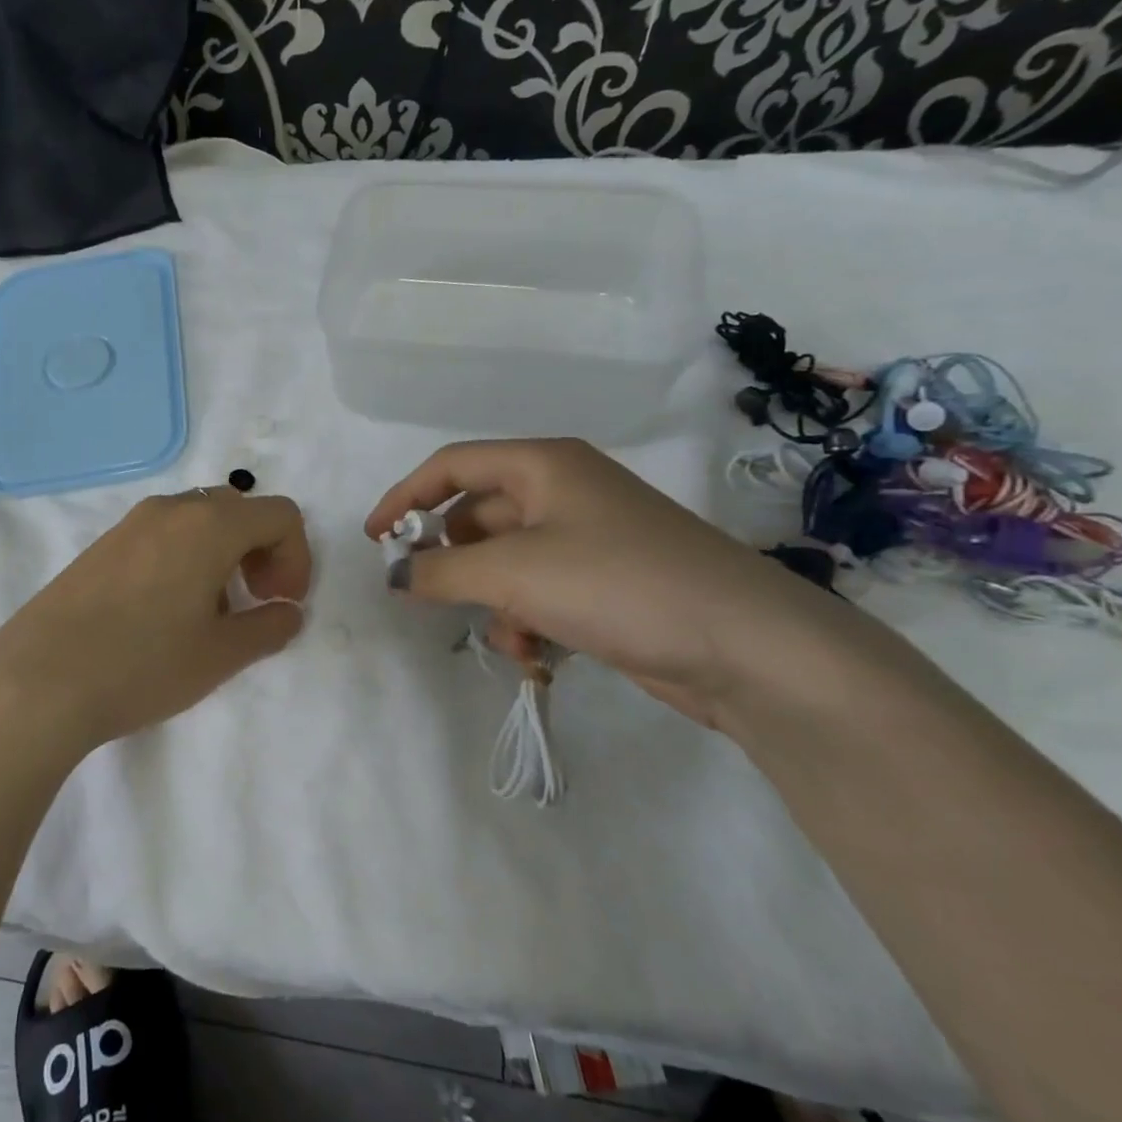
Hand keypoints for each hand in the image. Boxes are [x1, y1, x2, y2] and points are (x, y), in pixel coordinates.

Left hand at [0, 489, 310, 758]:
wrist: (37, 680)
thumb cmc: (143, 664)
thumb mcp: (221, 655)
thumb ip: (268, 628)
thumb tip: (288, 612)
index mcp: (210, 524)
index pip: (280, 515)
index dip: (297, 558)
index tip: (282, 603)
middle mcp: (171, 509)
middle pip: (239, 510)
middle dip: (262, 552)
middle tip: (256, 601)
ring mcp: (130, 523)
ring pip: (198, 521)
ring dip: (223, 555)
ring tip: (210, 613)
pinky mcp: (101, 544)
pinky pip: (162, 535)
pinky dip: (186, 558)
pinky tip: (165, 612)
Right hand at [366, 439, 844, 728]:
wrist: (747, 647)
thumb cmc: (618, 584)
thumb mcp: (512, 573)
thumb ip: (439, 570)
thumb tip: (396, 573)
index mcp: (542, 465)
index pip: (450, 466)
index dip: (404, 498)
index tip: (373, 540)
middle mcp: (563, 491)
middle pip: (477, 517)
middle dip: (455, 563)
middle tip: (434, 599)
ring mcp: (588, 538)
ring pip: (506, 563)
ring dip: (492, 602)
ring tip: (511, 638)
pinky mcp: (606, 583)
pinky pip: (539, 592)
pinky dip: (527, 621)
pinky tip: (539, 656)